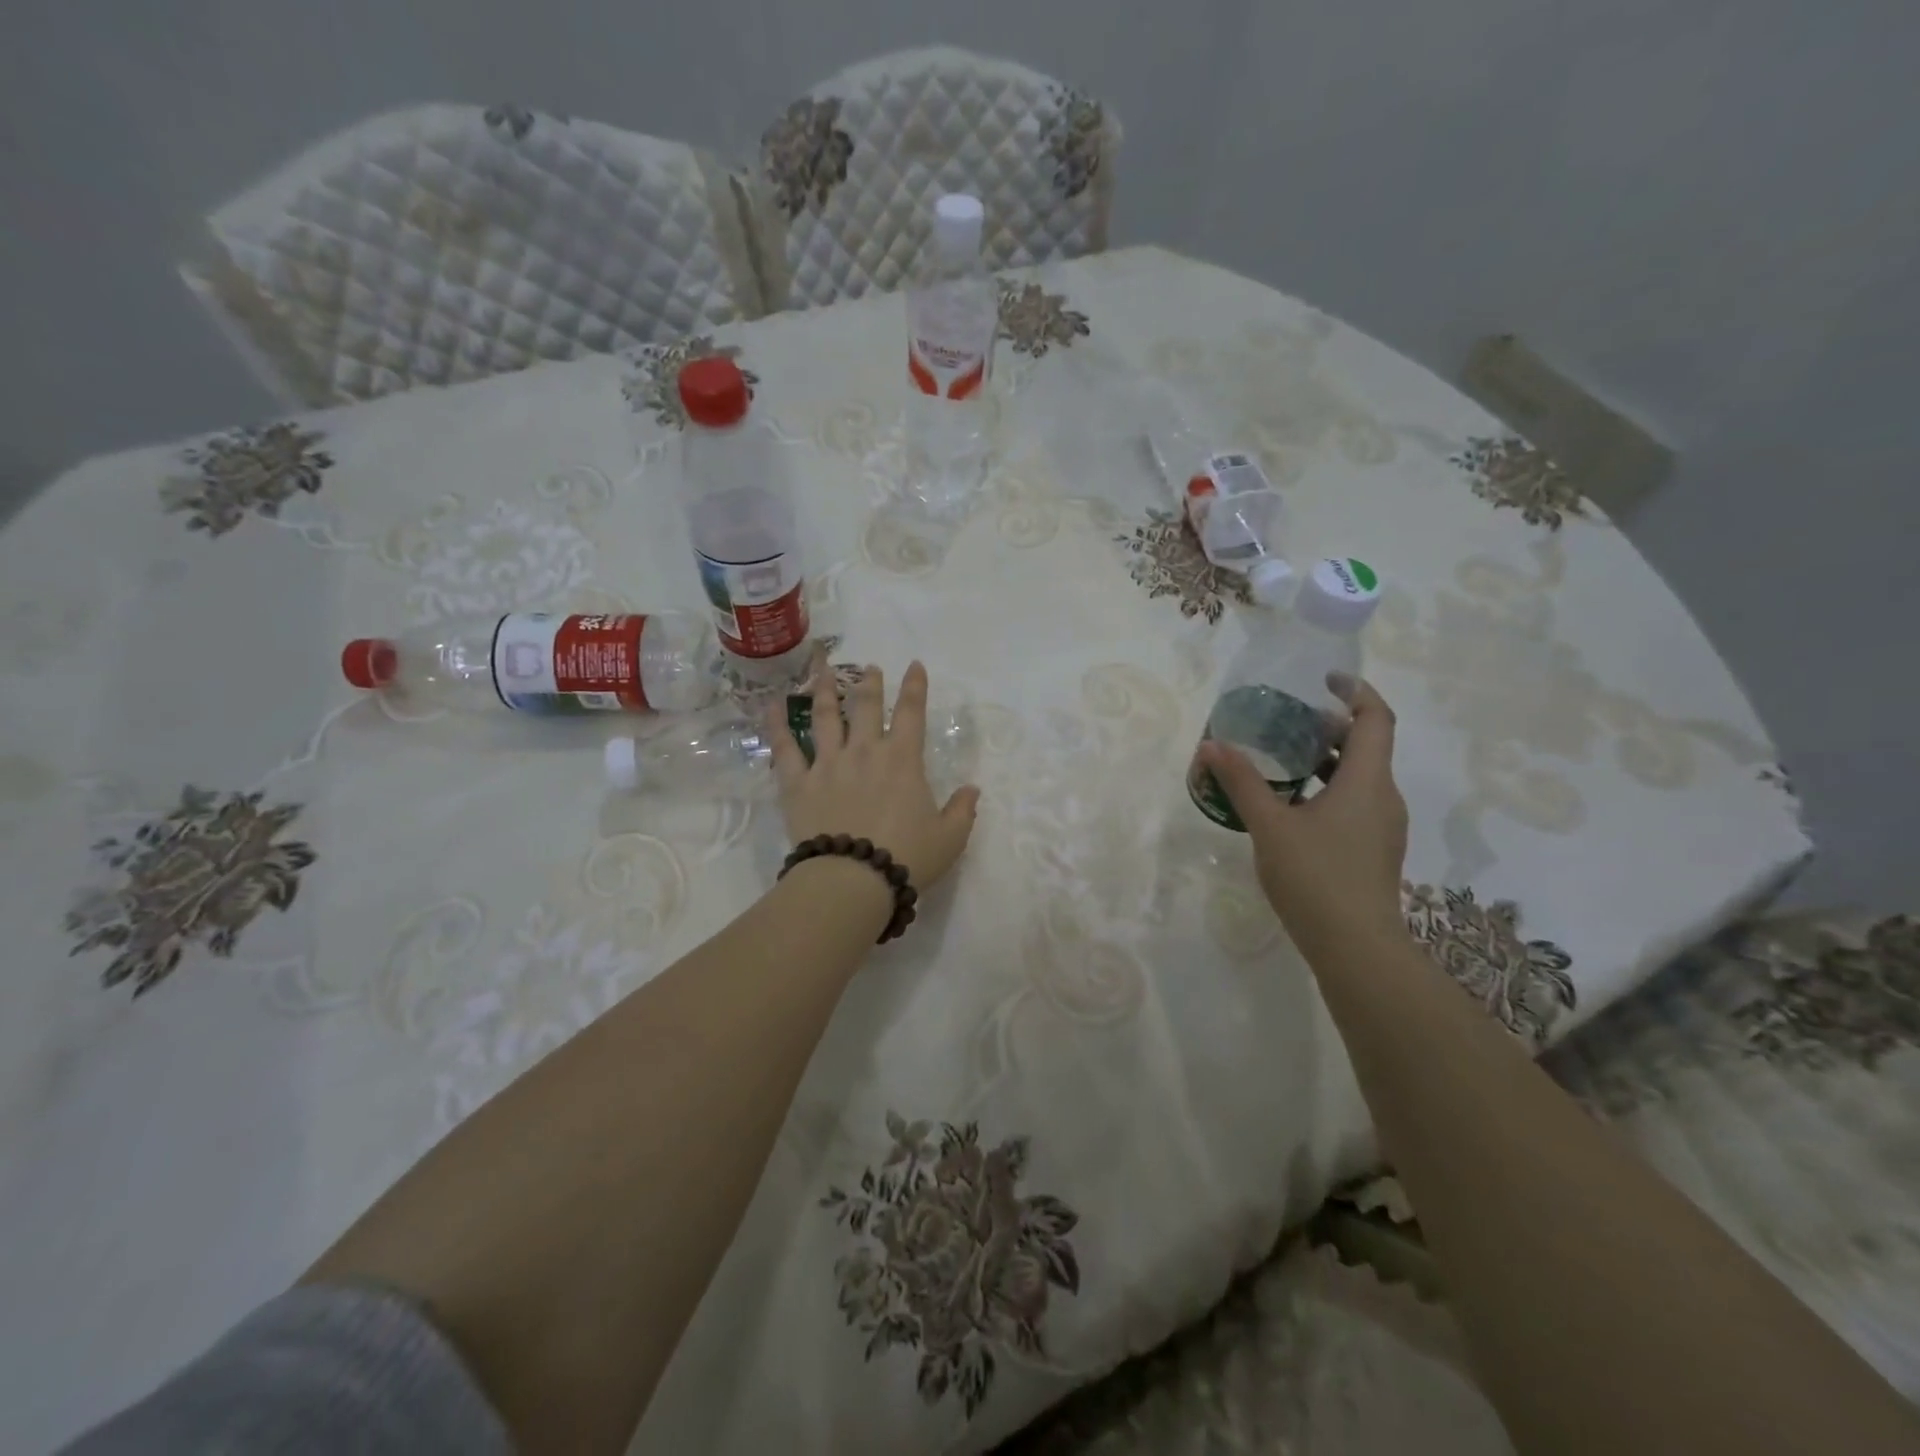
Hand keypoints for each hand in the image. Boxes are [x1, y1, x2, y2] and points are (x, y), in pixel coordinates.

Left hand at [767, 651, 981, 892]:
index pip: (912, 713)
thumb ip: (962, 810)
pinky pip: (784, 748)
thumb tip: (972, 790)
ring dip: (825, 690)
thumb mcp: (950, 838)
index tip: (914, 666)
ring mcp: (828, 764)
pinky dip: (776, 725)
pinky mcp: (797, 784)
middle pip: (865, 706)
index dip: (914, 687)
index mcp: (902, 760)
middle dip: (870, 683)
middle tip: (870, 667)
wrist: (851, 880)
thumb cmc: (906, 858)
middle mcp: (864, 752)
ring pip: (825, 717)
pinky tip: (772, 705)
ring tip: (824, 670)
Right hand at [1196, 673, 1407, 960]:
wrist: (1356, 947)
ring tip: (1282, 759)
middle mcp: (1384, 796)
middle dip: (1330, 727)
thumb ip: (1241, 782)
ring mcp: (1382, 826)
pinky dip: (1327, 789)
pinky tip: (1291, 806)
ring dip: (1326, 760)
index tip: (1323, 680)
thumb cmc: (1315, 876)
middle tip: (1287, 721)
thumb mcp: (1269, 825)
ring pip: (1360, 776)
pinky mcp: (1373, 849)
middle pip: (1367, 745)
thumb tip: (1211, 745)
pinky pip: (1355, 802)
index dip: (1355, 691)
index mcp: (1368, 781)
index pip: (1375, 718)